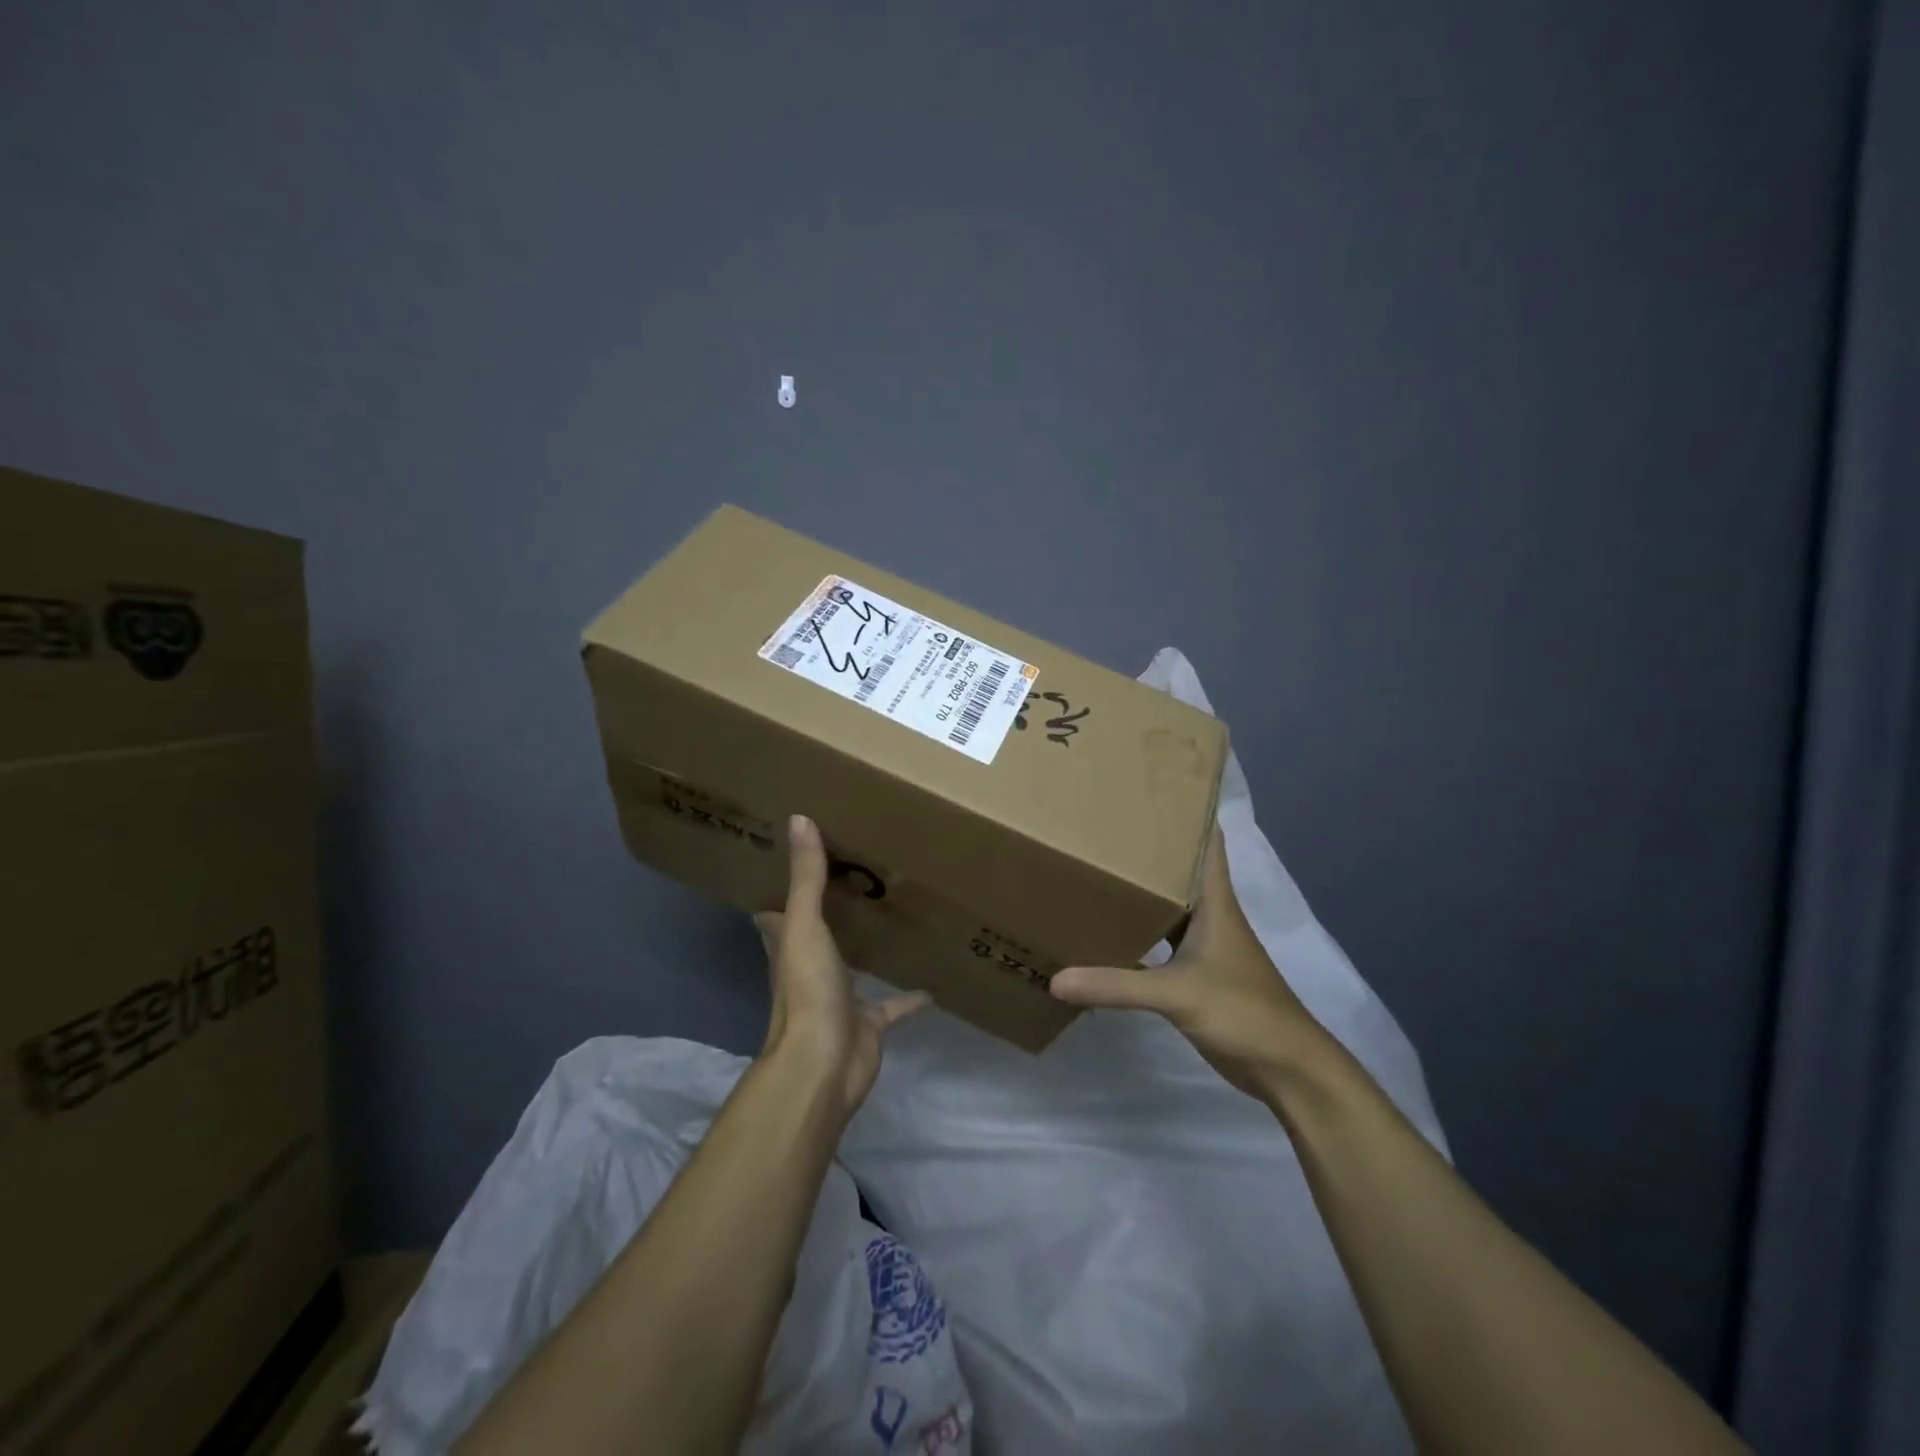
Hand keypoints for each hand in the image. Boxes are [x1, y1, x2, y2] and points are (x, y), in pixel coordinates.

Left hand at [753, 815, 928, 1116]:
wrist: (823, 1065)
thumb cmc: (808, 990)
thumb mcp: (805, 925)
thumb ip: (806, 876)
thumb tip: (799, 818)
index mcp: (789, 947)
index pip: (778, 916)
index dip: (782, 895)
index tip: (798, 867)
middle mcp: (810, 971)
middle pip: (817, 939)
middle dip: (829, 917)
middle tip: (855, 884)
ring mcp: (839, 999)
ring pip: (854, 969)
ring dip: (867, 952)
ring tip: (892, 922)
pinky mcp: (868, 1024)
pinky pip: (893, 1006)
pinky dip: (909, 998)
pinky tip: (934, 985)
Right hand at [1048, 824, 1326, 1095]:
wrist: (1285, 1067)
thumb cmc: (1243, 1011)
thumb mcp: (1177, 994)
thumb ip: (1117, 986)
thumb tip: (1055, 978)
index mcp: (1214, 901)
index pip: (1205, 840)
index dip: (1185, 810)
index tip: (1149, 786)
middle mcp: (1208, 914)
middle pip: (1177, 868)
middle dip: (1146, 846)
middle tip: (1101, 822)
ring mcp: (1203, 945)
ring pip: (1166, 905)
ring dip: (1140, 889)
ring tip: (1095, 866)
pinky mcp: (1195, 973)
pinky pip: (1160, 940)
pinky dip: (1137, 931)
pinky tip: (1106, 929)